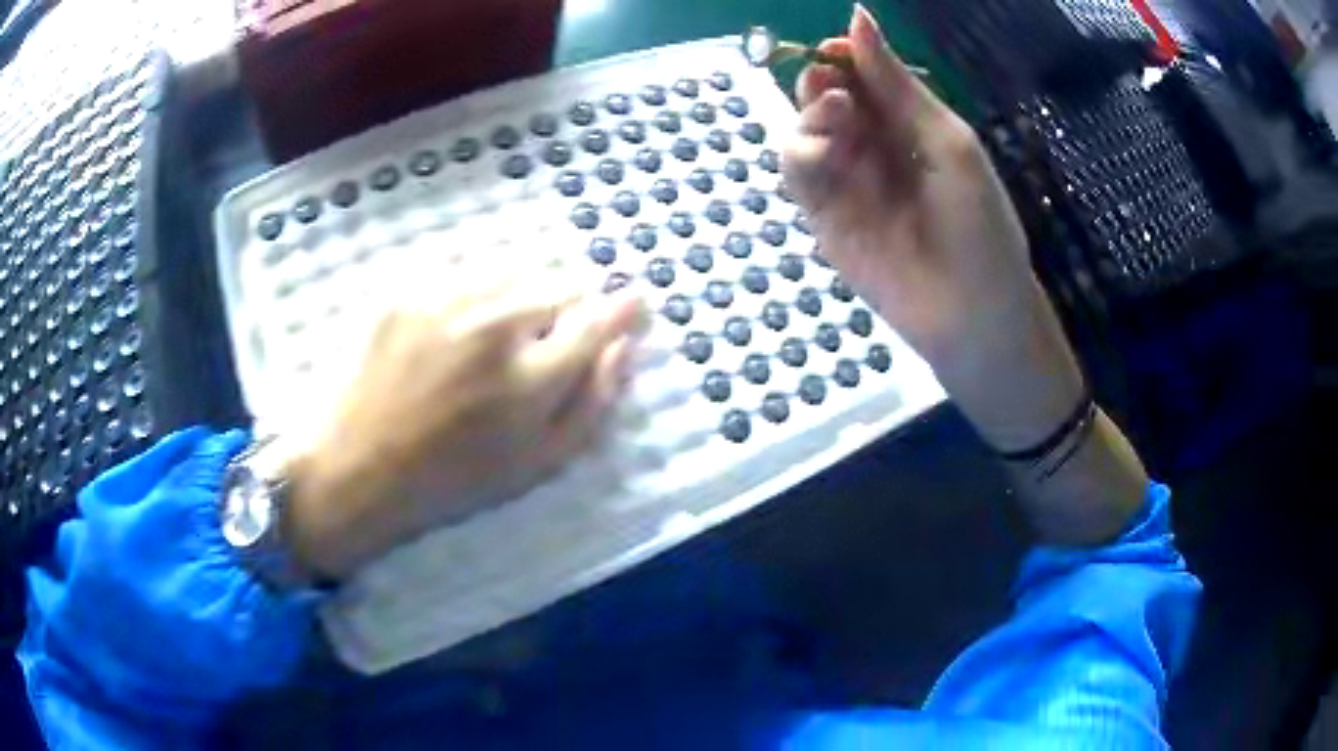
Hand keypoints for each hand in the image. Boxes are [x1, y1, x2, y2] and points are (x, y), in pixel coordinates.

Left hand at [284, 279, 642, 581]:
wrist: (357, 466)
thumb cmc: (453, 478)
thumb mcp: (538, 464)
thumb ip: (592, 403)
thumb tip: (624, 346)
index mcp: (529, 380)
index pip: (596, 322)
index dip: (622, 308)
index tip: (636, 299)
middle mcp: (492, 328)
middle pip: (559, 285)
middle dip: (568, 307)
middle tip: (547, 340)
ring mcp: (445, 302)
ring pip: (515, 270)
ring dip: (524, 293)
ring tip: (502, 332)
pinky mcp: (408, 291)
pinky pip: (466, 270)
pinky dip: (480, 291)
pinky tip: (461, 326)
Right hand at [783, 5, 1084, 451]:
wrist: (973, 315)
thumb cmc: (979, 225)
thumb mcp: (947, 141)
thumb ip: (897, 83)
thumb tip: (857, 15)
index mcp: (910, 126)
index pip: (864, 77)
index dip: (845, 58)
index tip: (835, 49)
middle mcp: (875, 148)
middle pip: (828, 98)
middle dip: (823, 83)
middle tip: (837, 91)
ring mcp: (847, 183)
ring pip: (805, 130)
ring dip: (811, 115)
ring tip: (838, 119)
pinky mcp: (824, 218)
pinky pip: (797, 174)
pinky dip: (800, 153)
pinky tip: (823, 154)